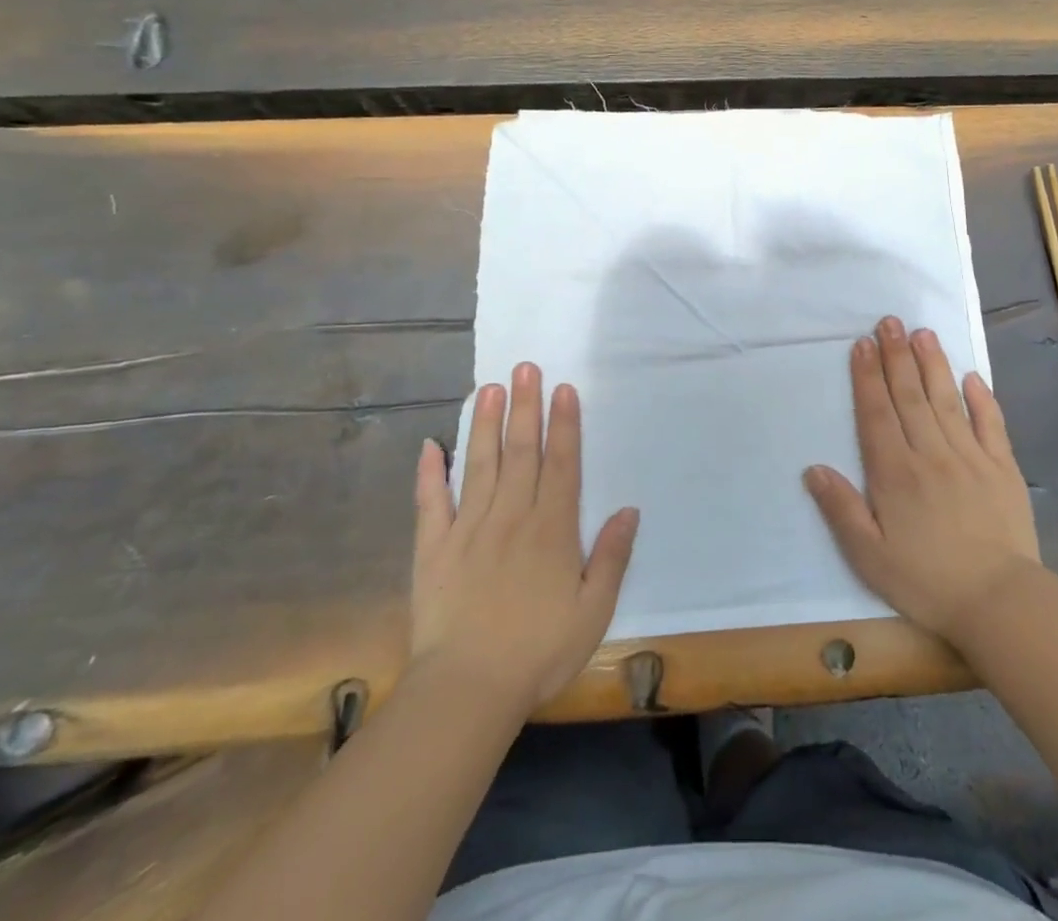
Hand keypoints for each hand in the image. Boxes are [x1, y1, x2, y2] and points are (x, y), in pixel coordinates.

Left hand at [410, 364, 638, 713]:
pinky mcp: (434, 548)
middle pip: (521, 451)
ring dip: (484, 423)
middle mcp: (511, 516)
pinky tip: (430, 445)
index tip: (562, 388)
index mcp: (552, 529)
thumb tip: (628, 509)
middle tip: (524, 367)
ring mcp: (469, 529)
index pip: (561, 464)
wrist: (468, 690)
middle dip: (525, 407)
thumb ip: (612, 556)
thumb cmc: (539, 651)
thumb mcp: (594, 610)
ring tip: (487, 387)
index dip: (564, 424)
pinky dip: (429, 473)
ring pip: (479, 464)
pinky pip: (431, 503)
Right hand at [804, 317, 1041, 646]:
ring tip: (922, 333)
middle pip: (910, 396)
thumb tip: (813, 468)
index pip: (877, 414)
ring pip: (947, 400)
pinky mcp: (1003, 468)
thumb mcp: (870, 557)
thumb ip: (841, 510)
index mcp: (896, 473)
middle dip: (897, 357)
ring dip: (932, 364)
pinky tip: (971, 376)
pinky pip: (990, 424)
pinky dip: (981, 398)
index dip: (868, 377)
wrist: (1000, 602)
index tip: (862, 344)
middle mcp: (931, 454)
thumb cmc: (927, 581)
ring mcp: (971, 457)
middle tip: (889, 321)